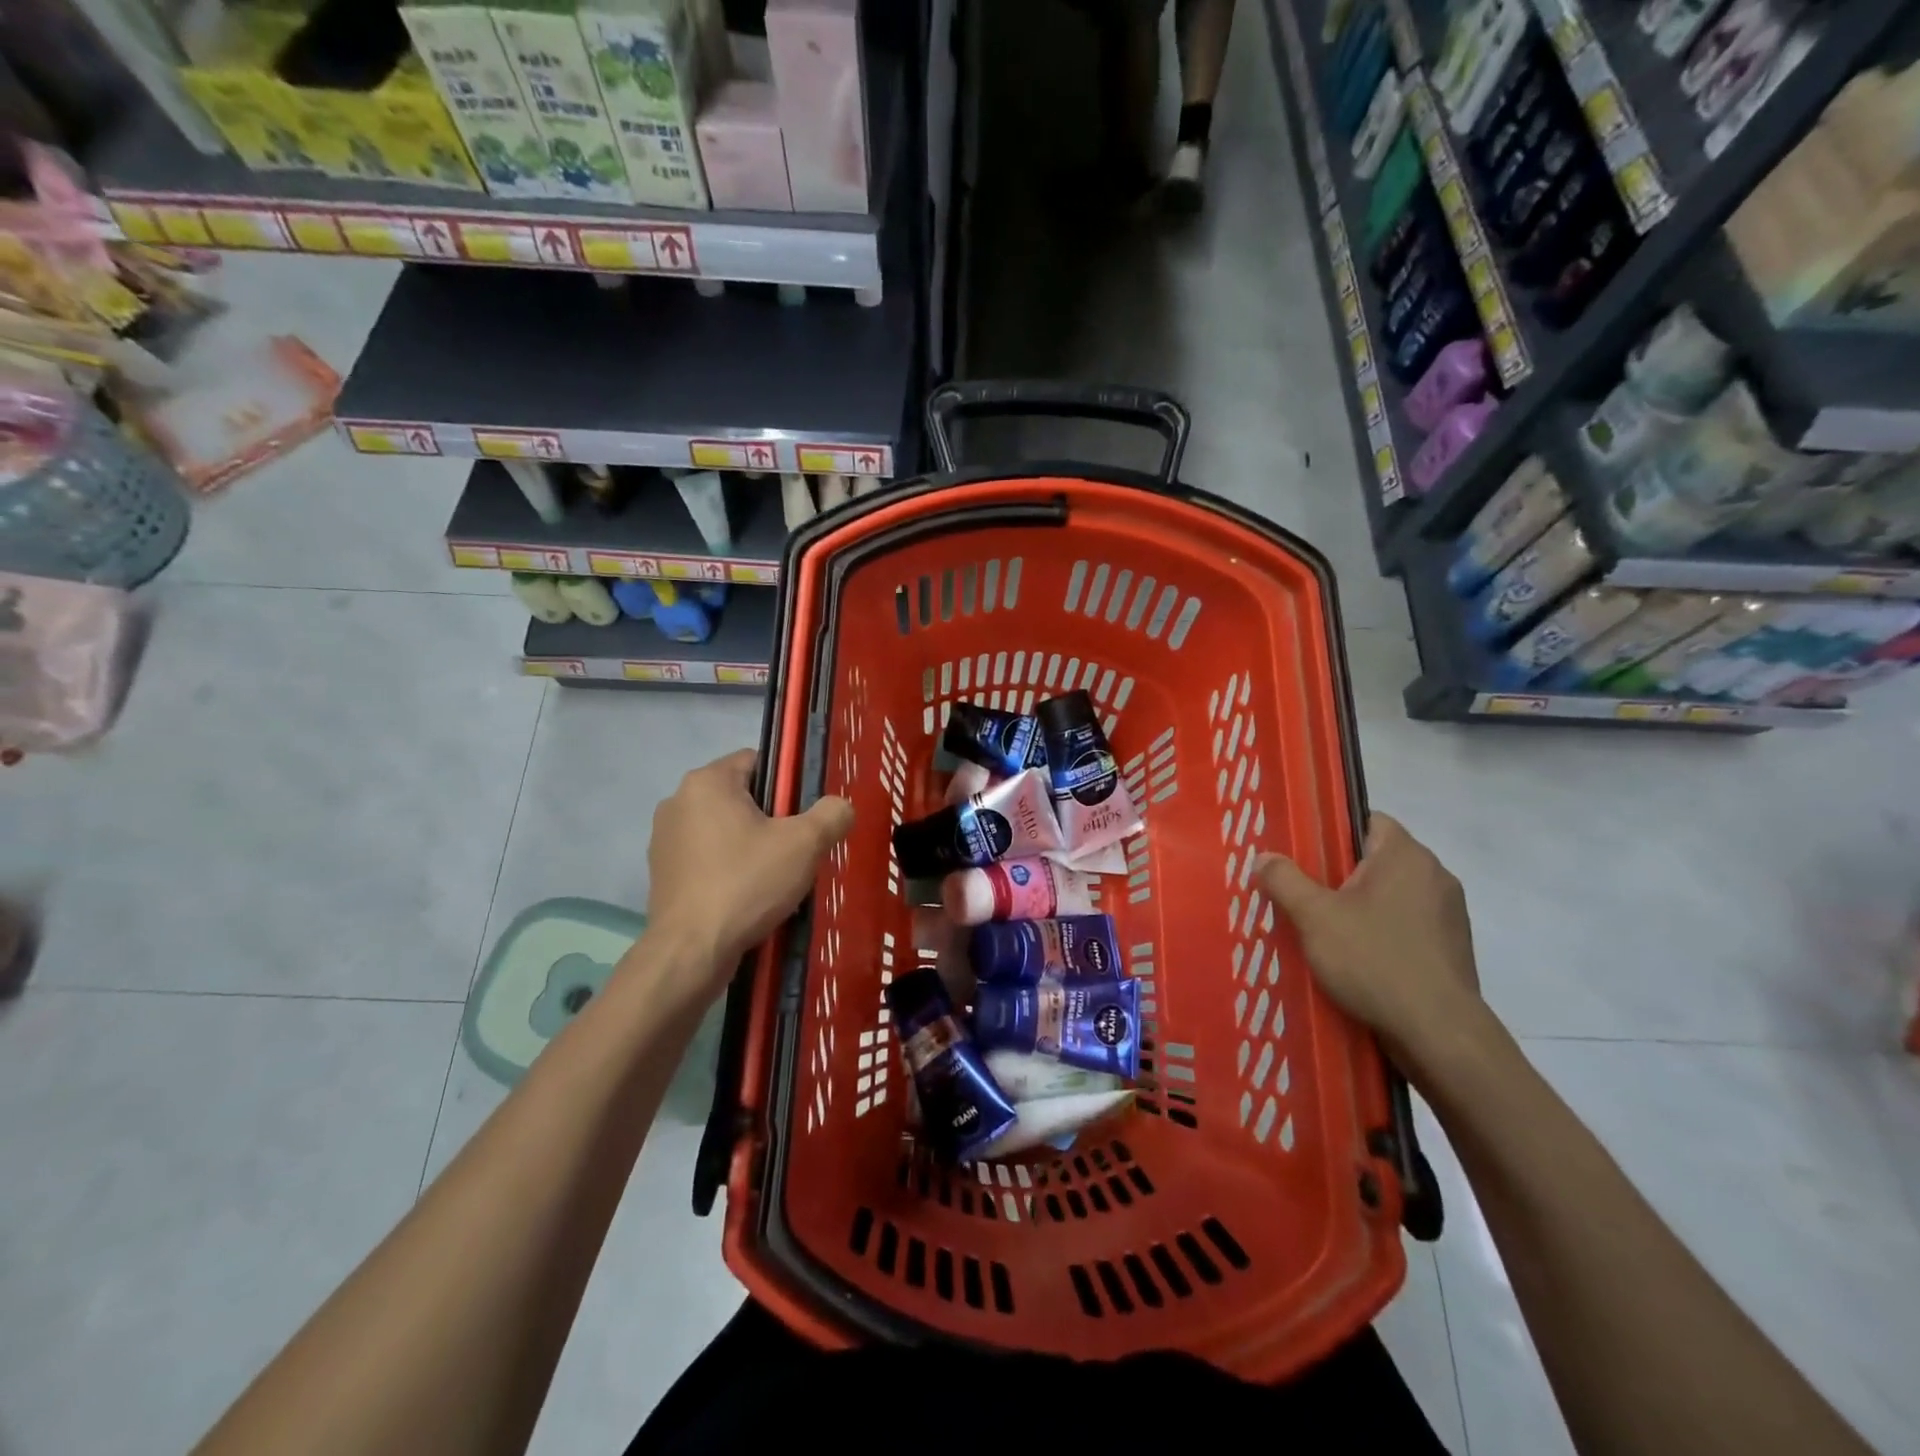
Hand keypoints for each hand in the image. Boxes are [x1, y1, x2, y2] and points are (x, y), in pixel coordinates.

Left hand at [642, 749, 853, 992]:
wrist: (691, 952)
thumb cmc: (747, 884)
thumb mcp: (805, 844)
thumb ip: (832, 815)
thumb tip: (841, 807)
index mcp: (708, 782)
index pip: (757, 761)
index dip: (787, 785)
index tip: (802, 817)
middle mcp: (678, 801)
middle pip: (741, 797)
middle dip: (770, 819)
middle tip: (795, 851)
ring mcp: (664, 839)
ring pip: (724, 829)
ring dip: (749, 845)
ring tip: (773, 879)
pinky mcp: (661, 873)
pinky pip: (706, 858)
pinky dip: (727, 869)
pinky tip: (746, 897)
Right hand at [1255, 814, 1486, 1067]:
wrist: (1439, 1033)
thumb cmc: (1374, 960)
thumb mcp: (1314, 917)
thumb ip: (1284, 880)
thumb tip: (1263, 857)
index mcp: (1405, 855)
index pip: (1368, 820)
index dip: (1333, 832)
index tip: (1304, 856)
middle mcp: (1435, 875)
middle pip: (1378, 859)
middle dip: (1341, 874)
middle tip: (1305, 894)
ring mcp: (1450, 912)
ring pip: (1393, 894)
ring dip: (1363, 906)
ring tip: (1328, 930)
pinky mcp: (1454, 947)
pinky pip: (1409, 924)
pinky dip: (1384, 932)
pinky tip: (1360, 958)